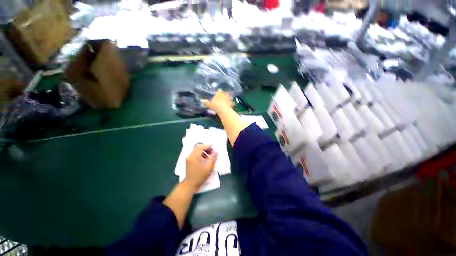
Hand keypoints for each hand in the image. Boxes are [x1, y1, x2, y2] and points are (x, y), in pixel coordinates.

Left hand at [185, 144, 217, 189]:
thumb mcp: (209, 166)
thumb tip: (216, 151)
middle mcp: (190, 155)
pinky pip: (195, 154)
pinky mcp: (189, 161)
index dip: (208, 145)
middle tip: (212, 151)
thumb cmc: (201, 175)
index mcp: (194, 155)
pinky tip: (205, 159)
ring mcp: (189, 158)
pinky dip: (200, 154)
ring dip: (203, 151)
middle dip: (206, 148)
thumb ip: (213, 157)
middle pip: (198, 147)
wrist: (191, 184)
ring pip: (196, 150)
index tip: (214, 146)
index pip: (201, 147)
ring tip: (209, 155)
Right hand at [201, 90, 234, 113]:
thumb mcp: (209, 104)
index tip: (218, 92)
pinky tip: (232, 104)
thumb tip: (201, 100)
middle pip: (224, 93)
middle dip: (224, 94)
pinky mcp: (231, 103)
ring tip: (228, 98)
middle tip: (223, 95)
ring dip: (229, 97)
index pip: (219, 91)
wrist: (223, 110)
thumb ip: (205, 102)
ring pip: (229, 97)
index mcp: (219, 93)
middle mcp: (224, 95)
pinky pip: (232, 102)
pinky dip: (232, 103)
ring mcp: (228, 99)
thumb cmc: (215, 106)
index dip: (218, 91)